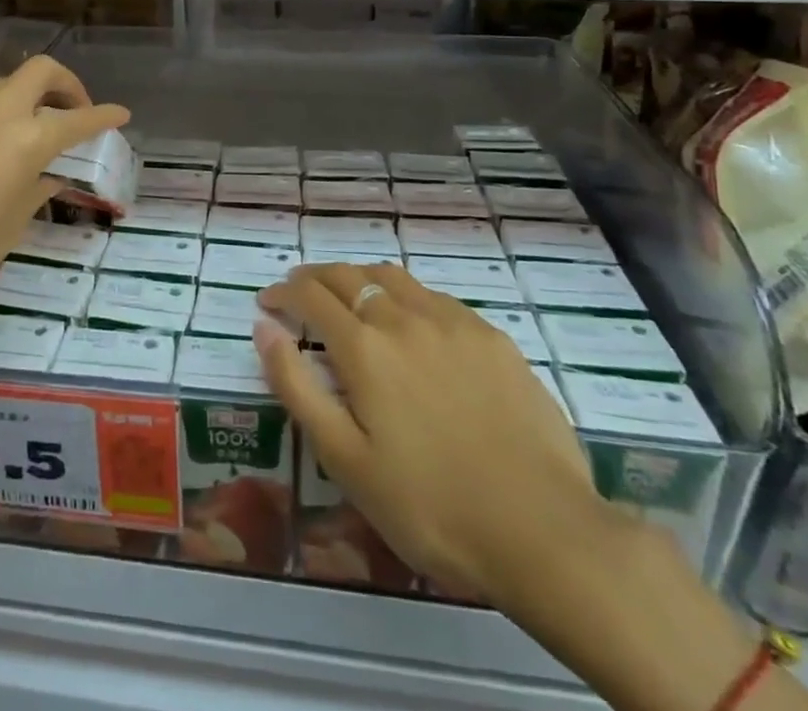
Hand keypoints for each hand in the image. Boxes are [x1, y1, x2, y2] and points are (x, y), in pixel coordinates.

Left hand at [0, 56, 127, 347]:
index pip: (78, 118)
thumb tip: (48, 174)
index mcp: (26, 140)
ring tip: (15, 136)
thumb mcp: (12, 225)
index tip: (118, 115)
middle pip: (39, 71)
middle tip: (69, 111)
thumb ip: (37, 186)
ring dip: (17, 103)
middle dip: (64, 85)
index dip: (104, 115)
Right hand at [256, 263, 616, 616]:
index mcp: (364, 346)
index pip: (310, 295)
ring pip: (393, 277)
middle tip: (300, 295)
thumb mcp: (345, 459)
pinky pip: (435, 297)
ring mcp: (453, 322)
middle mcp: (404, 317)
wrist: (543, 531)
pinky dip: (406, 297)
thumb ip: (296, 386)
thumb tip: (264, 327)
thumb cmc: (430, 506)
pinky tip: (413, 323)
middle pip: (349, 276)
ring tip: (351, 299)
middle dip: (315, 279)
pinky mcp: (492, 337)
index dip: (282, 293)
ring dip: (360, 279)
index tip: (267, 302)